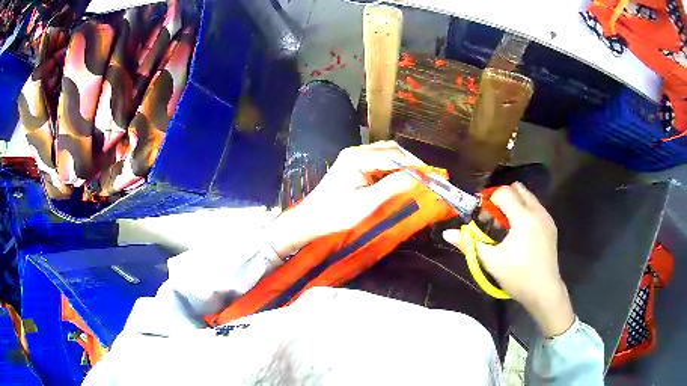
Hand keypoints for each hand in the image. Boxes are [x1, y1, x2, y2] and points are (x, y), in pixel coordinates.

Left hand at [266, 141, 424, 257]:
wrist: (310, 220)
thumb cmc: (336, 214)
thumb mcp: (367, 203)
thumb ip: (393, 187)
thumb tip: (419, 177)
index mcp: (358, 157)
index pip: (394, 155)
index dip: (415, 165)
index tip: (432, 176)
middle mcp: (356, 151)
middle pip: (390, 150)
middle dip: (411, 162)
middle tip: (427, 176)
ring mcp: (353, 156)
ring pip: (385, 153)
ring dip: (402, 163)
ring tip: (418, 177)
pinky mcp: (352, 164)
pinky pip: (378, 160)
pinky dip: (392, 167)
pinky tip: (400, 177)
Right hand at [443, 183, 574, 336]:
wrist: (544, 291)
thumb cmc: (517, 276)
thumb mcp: (491, 261)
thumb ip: (469, 243)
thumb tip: (447, 233)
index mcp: (522, 217)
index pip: (503, 192)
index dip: (489, 200)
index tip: (483, 216)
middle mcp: (537, 211)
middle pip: (517, 189)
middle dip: (502, 197)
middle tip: (494, 217)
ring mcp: (546, 217)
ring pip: (528, 197)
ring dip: (515, 203)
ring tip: (506, 225)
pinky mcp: (551, 226)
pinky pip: (536, 207)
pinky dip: (525, 211)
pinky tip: (520, 232)